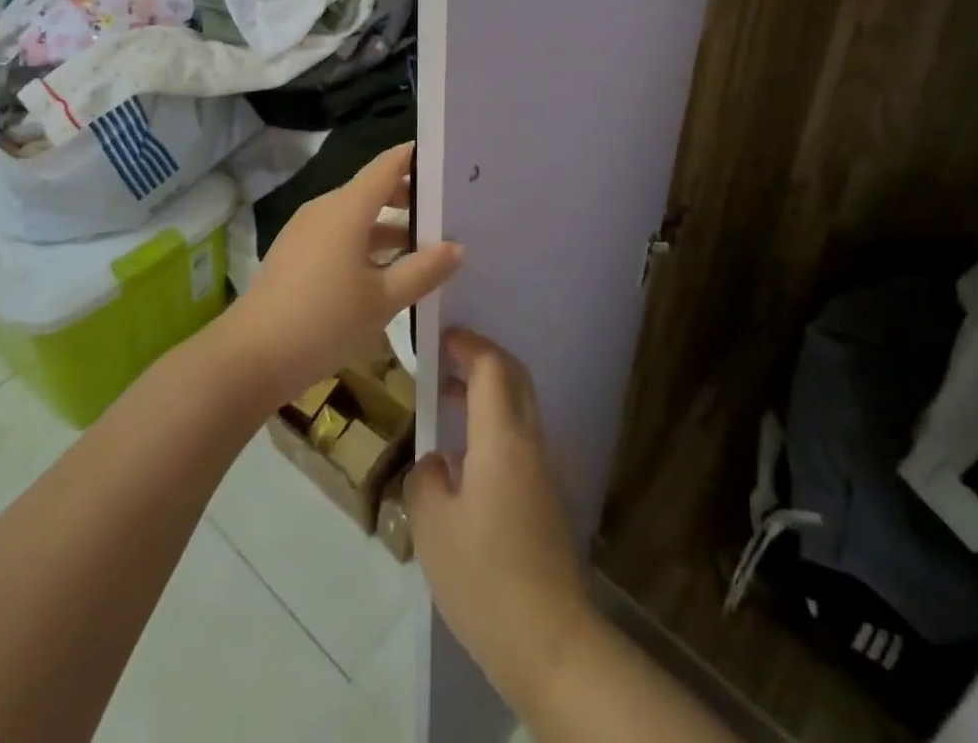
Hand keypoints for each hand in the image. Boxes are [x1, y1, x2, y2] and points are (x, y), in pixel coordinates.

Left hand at [223, 143, 461, 404]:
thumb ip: (423, 270)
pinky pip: (338, 235)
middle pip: (373, 189)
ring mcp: (305, 231)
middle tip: (447, 210)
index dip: (416, 157)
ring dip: (388, 227)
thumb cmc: (324, 320)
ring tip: (424, 246)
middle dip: (408, 197)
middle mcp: (325, 209)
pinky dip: (365, 242)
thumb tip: (457, 247)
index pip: (388, 166)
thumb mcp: (383, 299)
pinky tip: (384, 272)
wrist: (249, 358)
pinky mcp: (295, 254)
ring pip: (356, 216)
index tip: (447, 160)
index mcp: (347, 208)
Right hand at [407, 329, 594, 715]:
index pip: (492, 366)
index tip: (440, 338)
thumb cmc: (485, 577)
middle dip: (482, 359)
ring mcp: (545, 469)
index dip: (468, 343)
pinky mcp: (548, 496)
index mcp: (503, 437)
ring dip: (489, 393)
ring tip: (448, 404)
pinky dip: (496, 424)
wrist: (550, 640)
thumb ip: (426, 481)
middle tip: (445, 361)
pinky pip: (522, 438)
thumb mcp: (433, 528)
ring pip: (521, 407)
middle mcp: (530, 441)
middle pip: (514, 377)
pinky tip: (467, 460)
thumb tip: (437, 463)